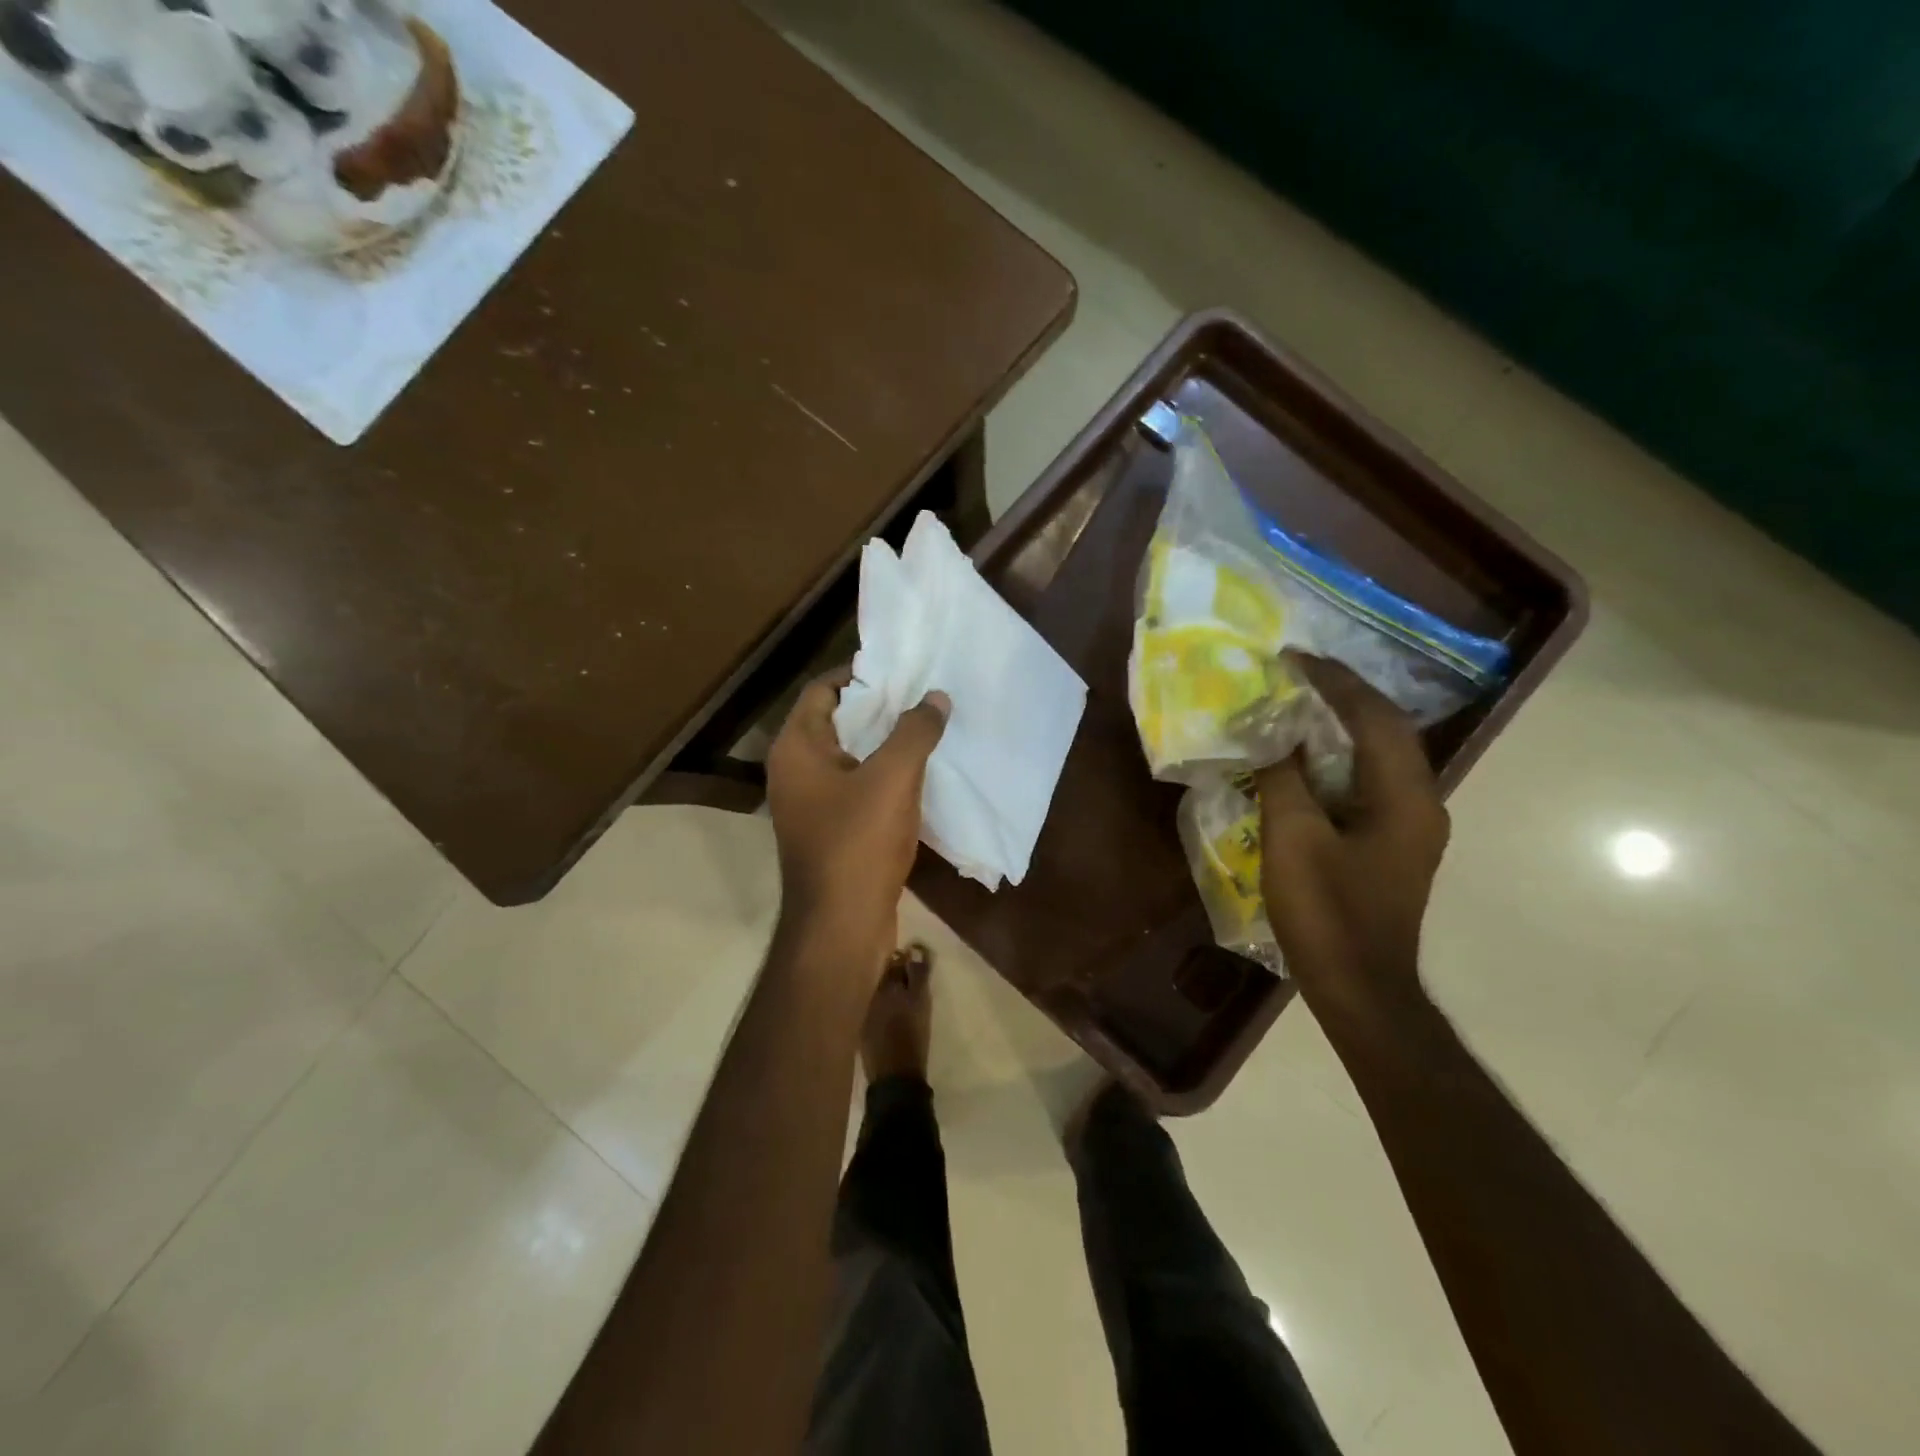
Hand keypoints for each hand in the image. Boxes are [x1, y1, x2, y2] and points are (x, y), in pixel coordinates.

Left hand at [765, 669, 949, 963]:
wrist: (841, 926)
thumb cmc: (858, 842)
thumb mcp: (893, 778)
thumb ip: (915, 731)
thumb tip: (936, 697)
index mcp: (796, 748)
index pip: (822, 690)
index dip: (859, 675)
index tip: (900, 670)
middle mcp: (794, 771)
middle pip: (835, 722)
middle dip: (877, 708)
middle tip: (921, 695)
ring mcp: (809, 804)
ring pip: (848, 757)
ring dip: (882, 743)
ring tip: (926, 727)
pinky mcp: (828, 830)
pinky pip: (855, 787)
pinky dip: (881, 775)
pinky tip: (918, 774)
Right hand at [1255, 655, 1448, 1013]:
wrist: (1360, 989)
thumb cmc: (1328, 914)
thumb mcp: (1294, 839)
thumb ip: (1284, 777)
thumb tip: (1271, 730)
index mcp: (1405, 796)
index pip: (1375, 718)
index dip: (1335, 682)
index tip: (1293, 658)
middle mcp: (1420, 802)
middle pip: (1385, 731)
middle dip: (1341, 696)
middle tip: (1293, 675)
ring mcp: (1410, 826)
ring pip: (1377, 756)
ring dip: (1340, 726)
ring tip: (1295, 705)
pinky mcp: (1392, 844)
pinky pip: (1366, 782)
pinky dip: (1336, 759)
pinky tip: (1303, 759)